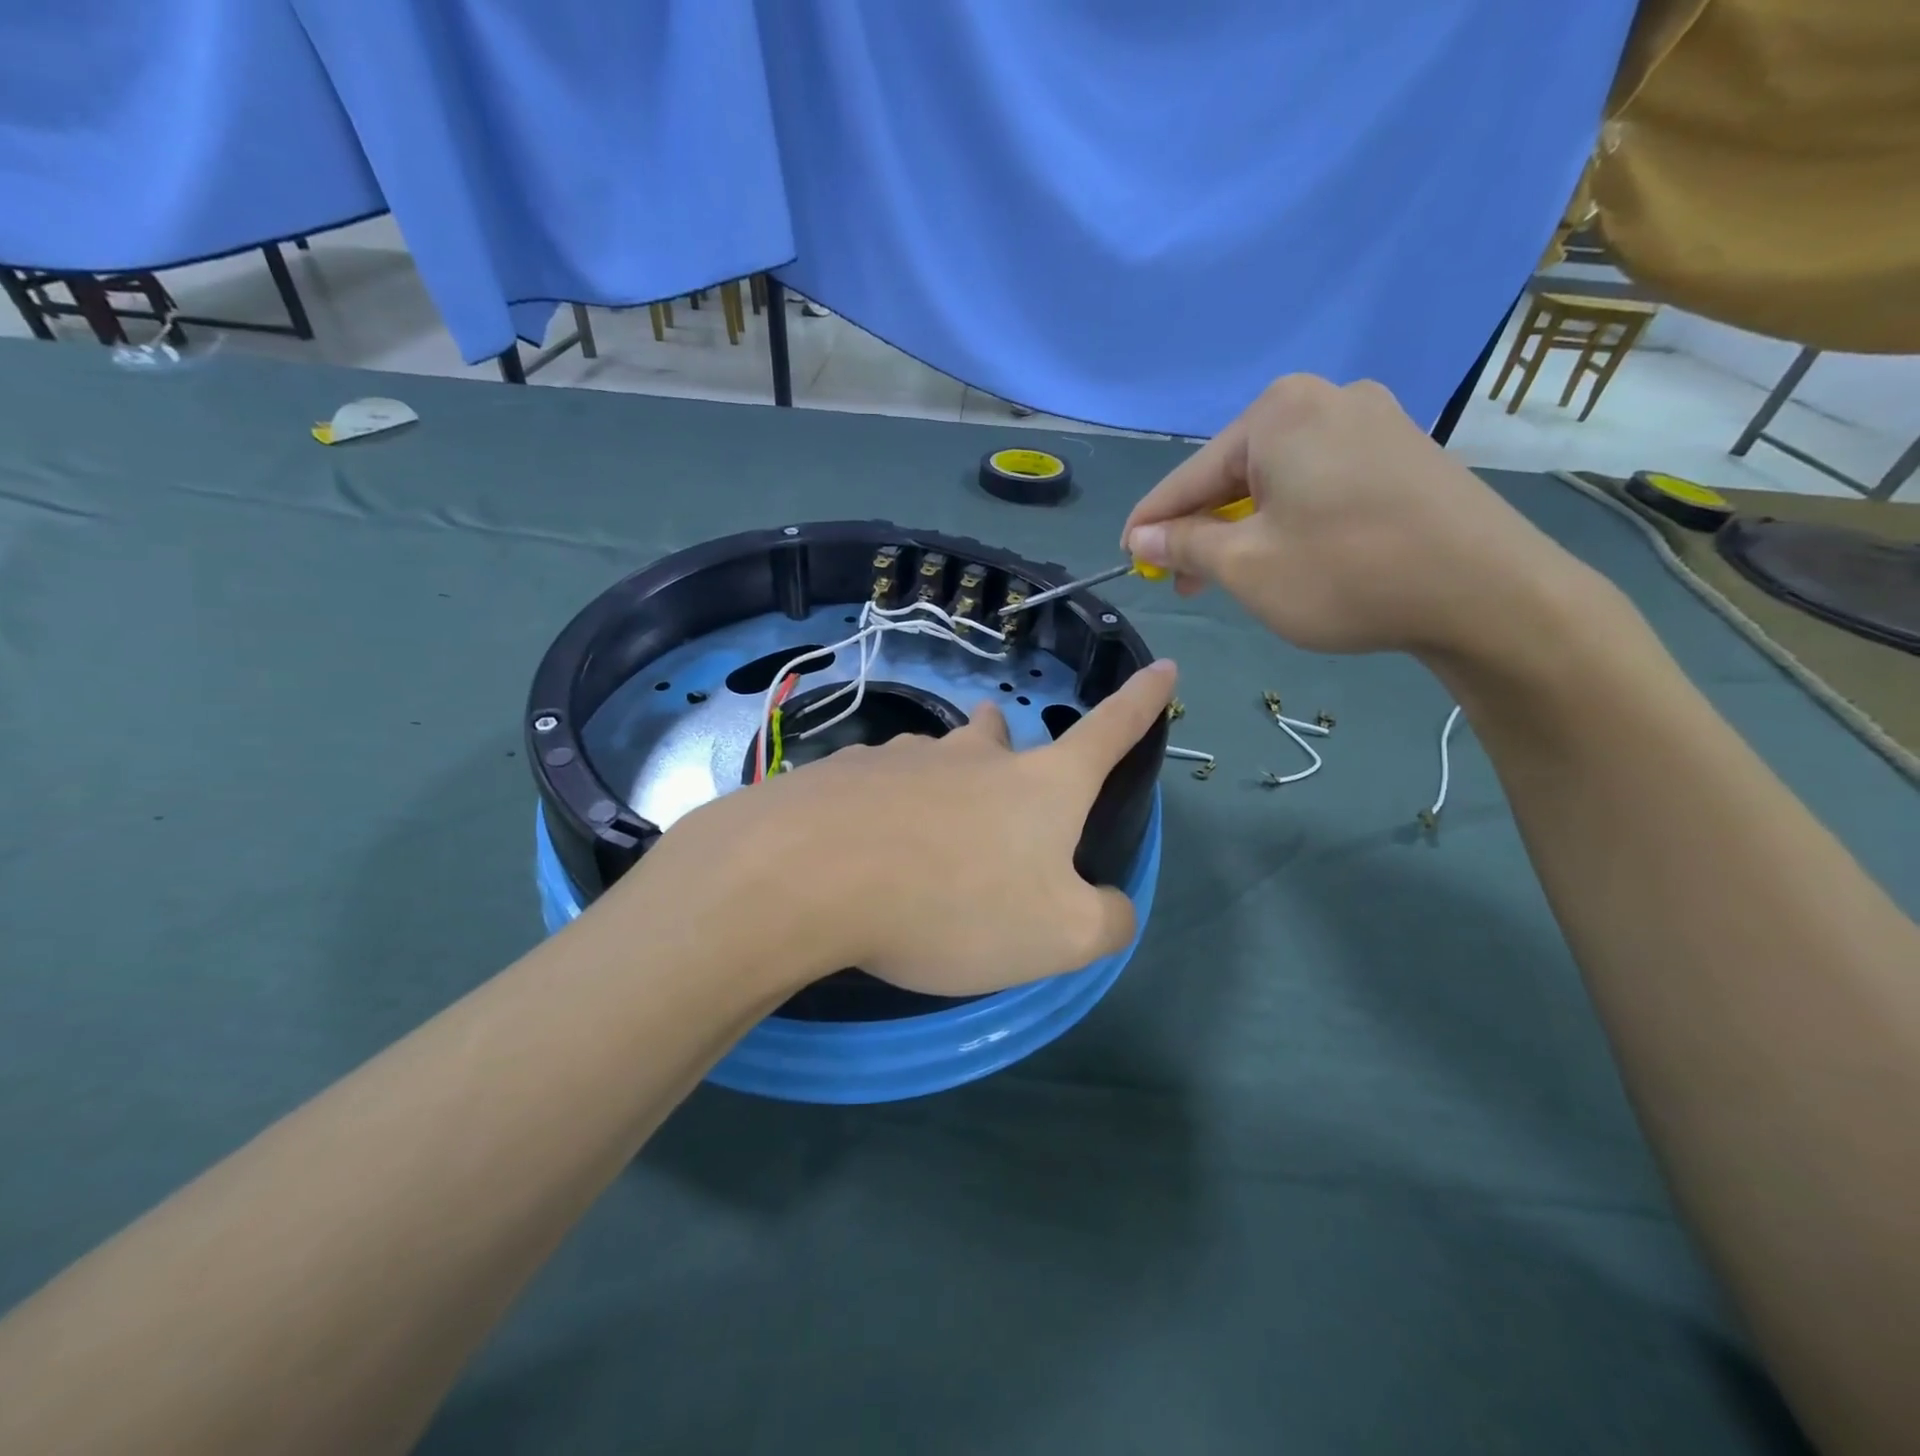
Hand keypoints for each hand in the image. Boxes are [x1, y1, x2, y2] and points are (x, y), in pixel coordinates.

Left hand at [641, 660, 1178, 998]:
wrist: (812, 876)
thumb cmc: (955, 902)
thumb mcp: (1060, 935)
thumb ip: (1106, 920)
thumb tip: (1110, 905)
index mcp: (1040, 784)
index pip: (1110, 731)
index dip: (1142, 701)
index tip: (1162, 666)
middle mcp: (975, 755)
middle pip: (1004, 735)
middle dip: (1010, 751)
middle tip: (1001, 794)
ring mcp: (906, 757)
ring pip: (939, 759)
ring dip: (945, 788)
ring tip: (926, 844)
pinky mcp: (846, 773)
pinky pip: (880, 787)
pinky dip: (886, 813)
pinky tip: (865, 855)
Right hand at [1120, 375, 1571, 657]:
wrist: (1488, 592)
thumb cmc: (1346, 574)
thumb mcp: (1246, 566)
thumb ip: (1186, 543)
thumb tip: (1144, 535)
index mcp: (1277, 413)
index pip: (1191, 475)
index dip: (1153, 522)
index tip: (1128, 556)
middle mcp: (1324, 398)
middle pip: (1236, 472)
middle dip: (1204, 528)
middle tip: (1184, 580)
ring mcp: (1373, 418)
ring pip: (1279, 479)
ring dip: (1246, 526)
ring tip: (1232, 574)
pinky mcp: (1403, 448)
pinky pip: (1320, 480)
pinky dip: (1291, 517)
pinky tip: (1288, 552)